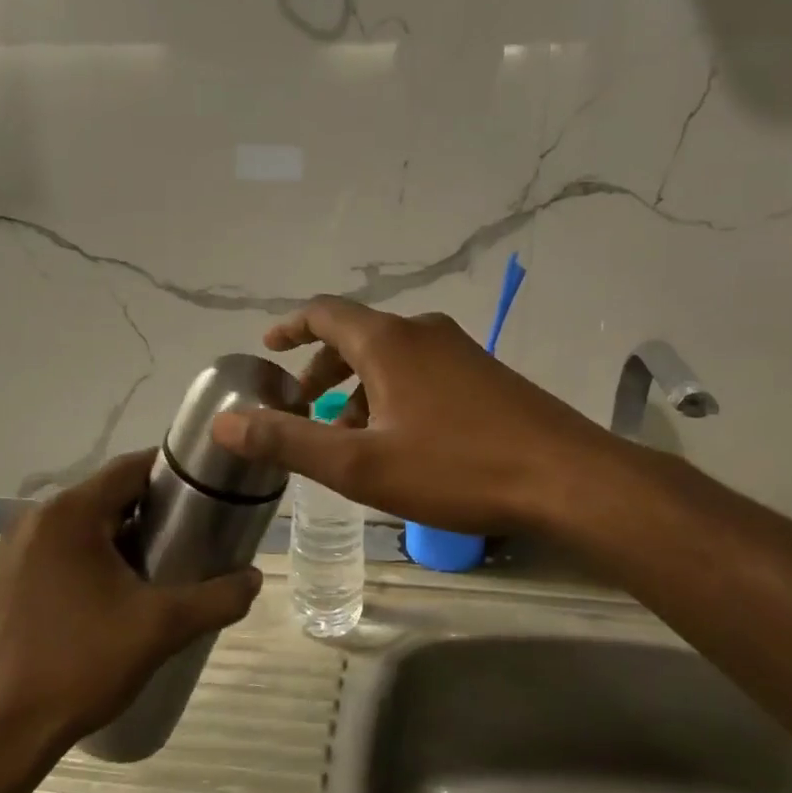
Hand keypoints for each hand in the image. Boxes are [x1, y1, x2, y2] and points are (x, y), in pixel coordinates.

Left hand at [0, 452, 262, 742]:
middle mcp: (37, 519)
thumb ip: (218, 597)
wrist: (7, 732)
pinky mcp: (11, 577)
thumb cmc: (84, 664)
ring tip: (167, 562)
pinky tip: (122, 588)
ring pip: (86, 522)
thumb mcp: (162, 628)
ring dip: (125, 533)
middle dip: (153, 508)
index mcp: (69, 514)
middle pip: (109, 494)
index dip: (173, 473)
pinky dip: (97, 553)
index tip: (209, 490)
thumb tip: (255, 577)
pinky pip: (64, 547)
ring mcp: (18, 549)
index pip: (130, 468)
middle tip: (196, 532)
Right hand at [210, 296, 609, 534]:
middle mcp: (424, 333)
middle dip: (322, 370)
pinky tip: (401, 442)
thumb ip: (288, 441)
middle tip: (301, 407)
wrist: (566, 479)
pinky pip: (424, 374)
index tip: (267, 348)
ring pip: (392, 359)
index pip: (325, 313)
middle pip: (358, 337)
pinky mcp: (487, 377)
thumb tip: (225, 423)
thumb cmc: (455, 468)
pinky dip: (394, 396)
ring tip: (347, 437)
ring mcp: (461, 352)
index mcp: (388, 341)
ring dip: (359, 389)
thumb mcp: (359, 464)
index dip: (290, 328)